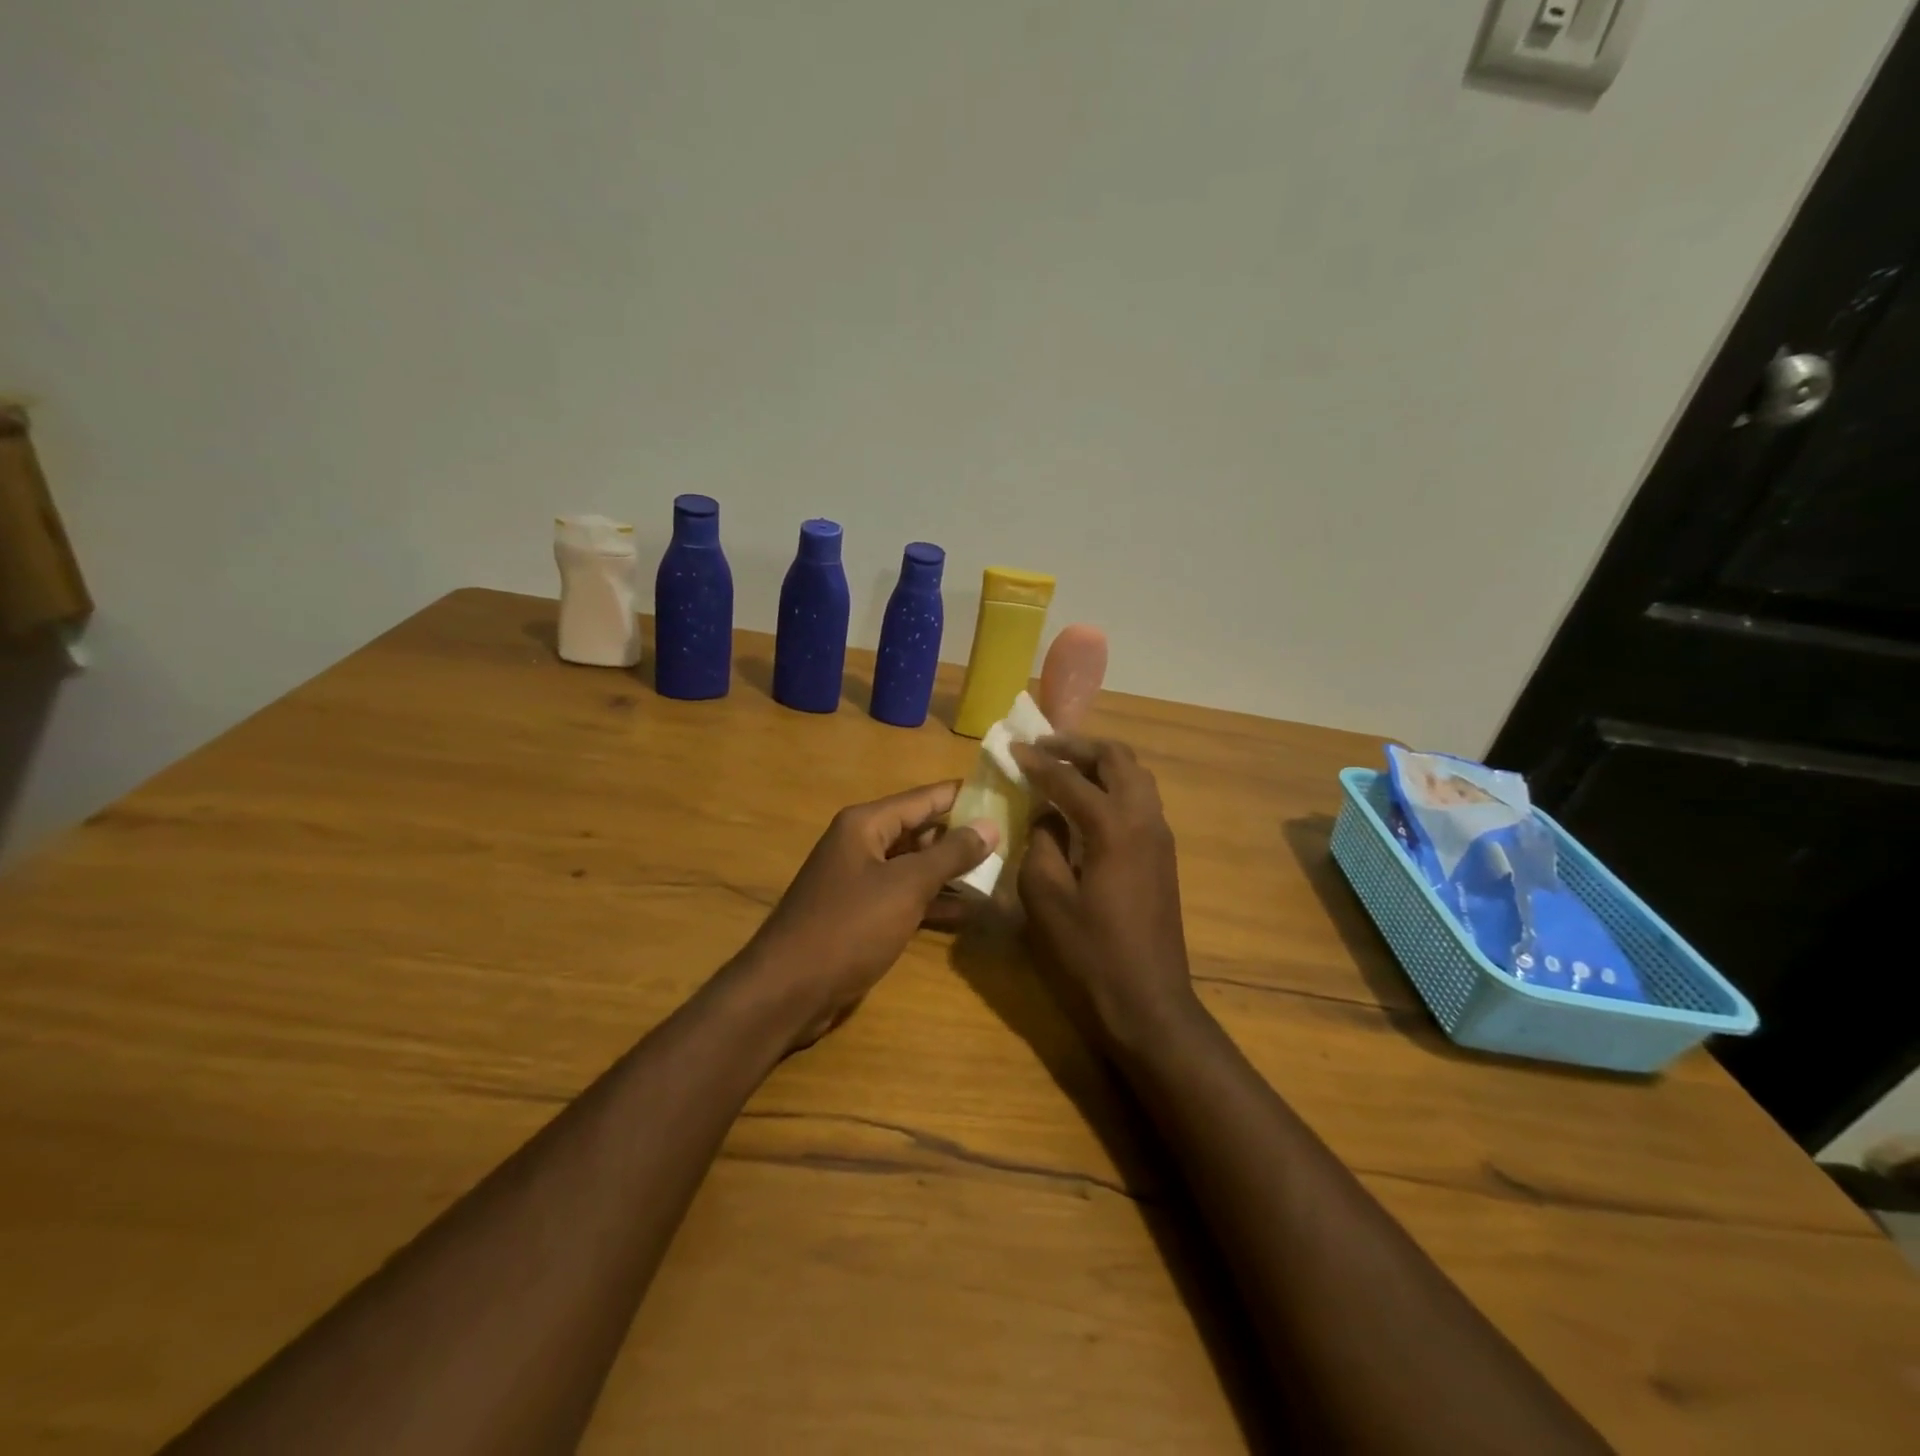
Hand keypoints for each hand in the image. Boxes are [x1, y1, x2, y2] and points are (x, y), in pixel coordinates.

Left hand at [740, 782, 998, 1049]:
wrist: (788, 991)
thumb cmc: (848, 927)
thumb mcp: (905, 886)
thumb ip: (950, 855)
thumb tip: (990, 825)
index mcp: (866, 824)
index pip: (926, 798)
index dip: (965, 796)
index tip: (1006, 794)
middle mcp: (862, 844)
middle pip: (922, 831)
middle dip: (964, 836)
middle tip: (1014, 839)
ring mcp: (861, 881)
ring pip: (916, 867)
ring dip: (953, 873)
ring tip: (1002, 874)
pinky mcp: (863, 915)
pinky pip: (906, 897)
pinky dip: (935, 902)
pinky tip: (972, 912)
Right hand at [1011, 736, 1198, 1046]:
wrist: (1147, 1002)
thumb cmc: (1089, 954)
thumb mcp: (1046, 898)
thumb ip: (1042, 843)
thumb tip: (1045, 814)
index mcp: (1115, 828)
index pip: (1071, 779)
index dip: (1039, 762)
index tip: (1013, 748)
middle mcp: (1145, 820)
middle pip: (1118, 759)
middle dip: (1079, 747)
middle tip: (1044, 747)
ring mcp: (1160, 837)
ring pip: (1135, 776)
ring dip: (1100, 763)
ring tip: (1063, 768)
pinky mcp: (1163, 855)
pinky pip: (1140, 800)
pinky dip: (1113, 786)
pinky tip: (1086, 803)